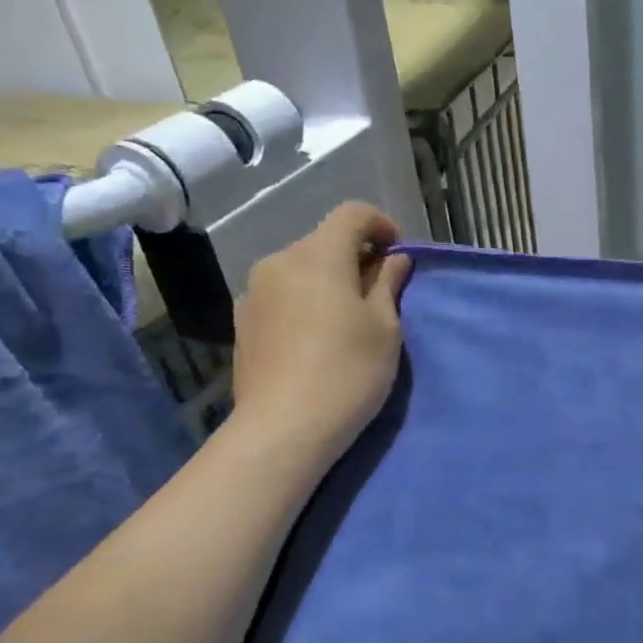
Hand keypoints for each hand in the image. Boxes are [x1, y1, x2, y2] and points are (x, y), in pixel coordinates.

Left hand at [228, 202, 412, 459]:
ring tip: (349, 320)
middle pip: (324, 242)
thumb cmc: (348, 372)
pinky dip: (306, 301)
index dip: (381, 225)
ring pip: (301, 269)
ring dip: (329, 280)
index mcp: (318, 256)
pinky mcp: (243, 322)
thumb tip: (393, 259)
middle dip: (356, 257)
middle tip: (381, 293)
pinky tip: (318, 338)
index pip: (352, 214)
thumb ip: (388, 284)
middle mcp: (279, 262)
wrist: (283, 428)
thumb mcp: (385, 328)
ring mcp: (254, 292)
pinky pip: (283, 295)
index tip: (399, 254)